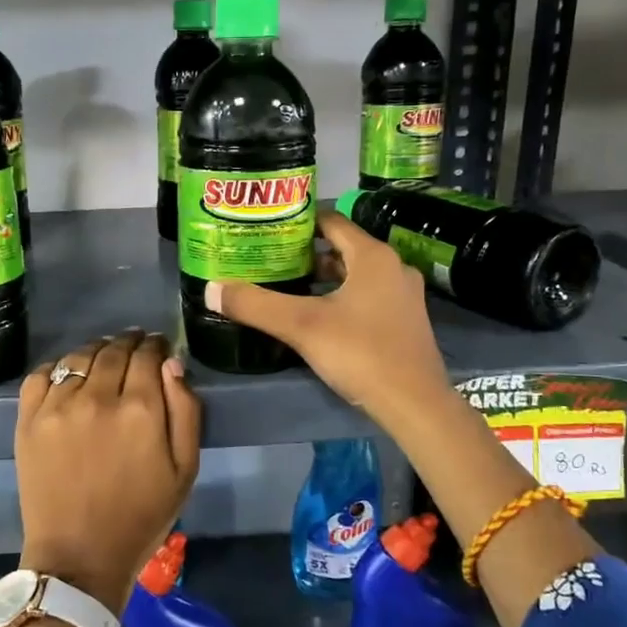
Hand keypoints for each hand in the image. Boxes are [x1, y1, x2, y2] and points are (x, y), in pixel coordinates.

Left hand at [15, 330, 201, 613]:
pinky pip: (42, 374)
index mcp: (140, 409)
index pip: (148, 355)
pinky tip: (69, 376)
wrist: (79, 557)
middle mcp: (97, 397)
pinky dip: (58, 367)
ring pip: (79, 356)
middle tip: (135, 345)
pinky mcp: (29, 419)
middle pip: (114, 350)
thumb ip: (185, 410)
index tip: (158, 347)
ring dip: (97, 350)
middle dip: (129, 342)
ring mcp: (58, 406)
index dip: (156, 346)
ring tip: (104, 356)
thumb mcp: (185, 469)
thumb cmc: (141, 517)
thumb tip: (171, 363)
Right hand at [204, 210, 449, 433]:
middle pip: (343, 248)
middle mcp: (393, 267)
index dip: (298, 221)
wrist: (415, 404)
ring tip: (287, 284)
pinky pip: (367, 296)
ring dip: (324, 277)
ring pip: (355, 274)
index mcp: (373, 256)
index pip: (331, 221)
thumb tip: (211, 288)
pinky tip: (318, 315)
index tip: (268, 228)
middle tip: (270, 258)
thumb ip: (255, 304)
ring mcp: (403, 296)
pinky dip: (341, 297)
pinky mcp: (405, 321)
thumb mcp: (301, 326)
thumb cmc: (361, 353)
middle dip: (306, 252)